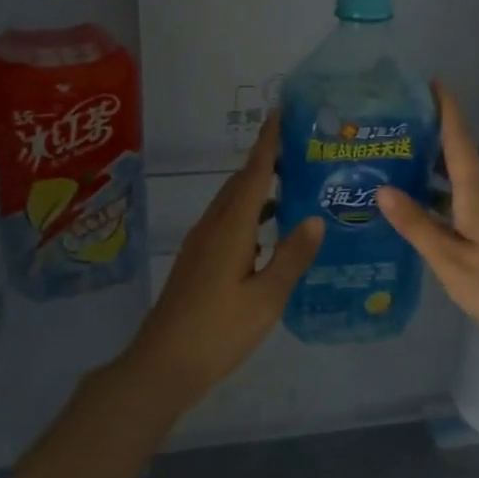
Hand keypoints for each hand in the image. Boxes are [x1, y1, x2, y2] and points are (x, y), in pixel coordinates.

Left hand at [124, 111, 323, 409]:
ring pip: (232, 204)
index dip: (267, 143)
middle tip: (298, 149)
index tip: (279, 113)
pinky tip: (267, 232)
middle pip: (240, 184)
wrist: (163, 364)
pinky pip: (226, 222)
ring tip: (290, 185)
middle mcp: (213, 227)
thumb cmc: (219, 330)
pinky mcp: (196, 261)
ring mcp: (200, 244)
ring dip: (257, 189)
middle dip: (265, 161)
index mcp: (231, 229)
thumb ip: (292, 256)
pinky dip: (249, 214)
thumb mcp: (267, 297)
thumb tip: (315, 218)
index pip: (253, 175)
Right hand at [376, 84, 478, 364]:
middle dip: (431, 138)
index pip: (460, 141)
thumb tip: (383, 190)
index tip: (433, 81)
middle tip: (393, 130)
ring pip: (459, 183)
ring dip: (432, 170)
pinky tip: (419, 213)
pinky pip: (463, 203)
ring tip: (395, 167)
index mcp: (477, 195)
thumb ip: (416, 224)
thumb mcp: (448, 258)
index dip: (448, 110)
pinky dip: (440, 197)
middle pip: (459, 158)